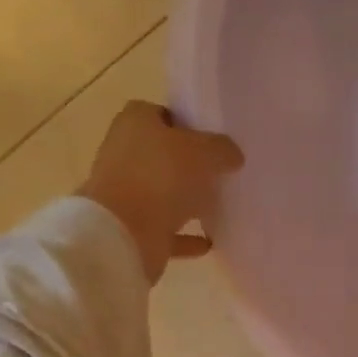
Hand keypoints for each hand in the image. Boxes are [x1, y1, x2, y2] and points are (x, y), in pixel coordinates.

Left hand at [78, 101, 243, 282]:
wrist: (125, 233)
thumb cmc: (161, 176)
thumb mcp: (204, 152)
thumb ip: (222, 149)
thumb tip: (232, 155)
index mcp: (135, 123)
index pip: (163, 115)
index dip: (188, 125)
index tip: (212, 142)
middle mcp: (125, 153)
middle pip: (163, 155)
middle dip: (189, 165)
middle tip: (220, 174)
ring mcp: (126, 193)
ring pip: (163, 193)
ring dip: (187, 201)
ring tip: (218, 207)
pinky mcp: (132, 228)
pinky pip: (165, 229)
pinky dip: (185, 236)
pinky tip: (209, 241)